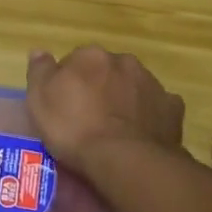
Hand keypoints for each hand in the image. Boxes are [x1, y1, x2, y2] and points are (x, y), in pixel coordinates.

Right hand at [26, 46, 185, 175]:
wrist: (124, 159)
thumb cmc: (74, 128)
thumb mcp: (40, 100)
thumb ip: (39, 71)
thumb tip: (39, 52)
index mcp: (90, 56)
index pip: (75, 61)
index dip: (68, 83)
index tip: (64, 106)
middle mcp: (123, 62)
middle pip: (106, 71)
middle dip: (100, 87)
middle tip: (89, 118)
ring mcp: (151, 83)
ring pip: (133, 86)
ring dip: (125, 99)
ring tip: (115, 130)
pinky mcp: (171, 108)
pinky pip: (158, 107)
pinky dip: (149, 116)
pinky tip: (141, 134)